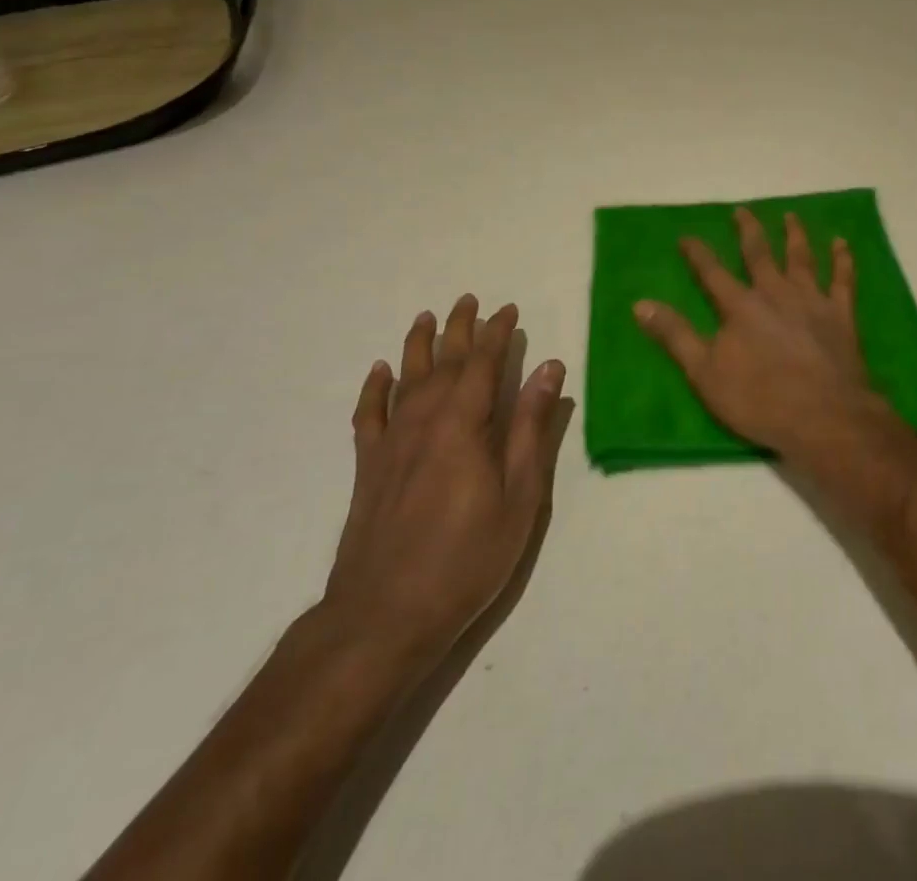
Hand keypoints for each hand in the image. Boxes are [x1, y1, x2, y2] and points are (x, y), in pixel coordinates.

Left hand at [321, 295, 566, 668]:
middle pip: (443, 361)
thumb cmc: (466, 557)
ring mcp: (391, 442)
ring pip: (405, 378)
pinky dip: (374, 389)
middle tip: (469, 300)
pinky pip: (368, 415)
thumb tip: (548, 367)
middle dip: (459, 328)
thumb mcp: (519, 495)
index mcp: (464, 424)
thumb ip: (532, 428)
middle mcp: (424, 420)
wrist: (384, 615)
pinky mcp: (368, 467)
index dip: (497, 333)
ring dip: (418, 344)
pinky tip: (379, 372)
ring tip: (426, 317)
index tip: (508, 310)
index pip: (483, 363)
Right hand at [634, 207, 893, 456]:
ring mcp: (811, 300)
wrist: (824, 416)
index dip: (697, 253)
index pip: (712, 272)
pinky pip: (843, 278)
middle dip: (748, 230)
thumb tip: (641, 304)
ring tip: (791, 216)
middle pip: (759, 253)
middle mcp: (775, 292)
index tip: (687, 236)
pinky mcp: (841, 314)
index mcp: (741, 306)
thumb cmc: (760, 400)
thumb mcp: (704, 374)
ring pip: (801, 257)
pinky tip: (841, 243)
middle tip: (742, 210)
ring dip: (794, 235)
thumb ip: (675, 335)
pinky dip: (842, 259)